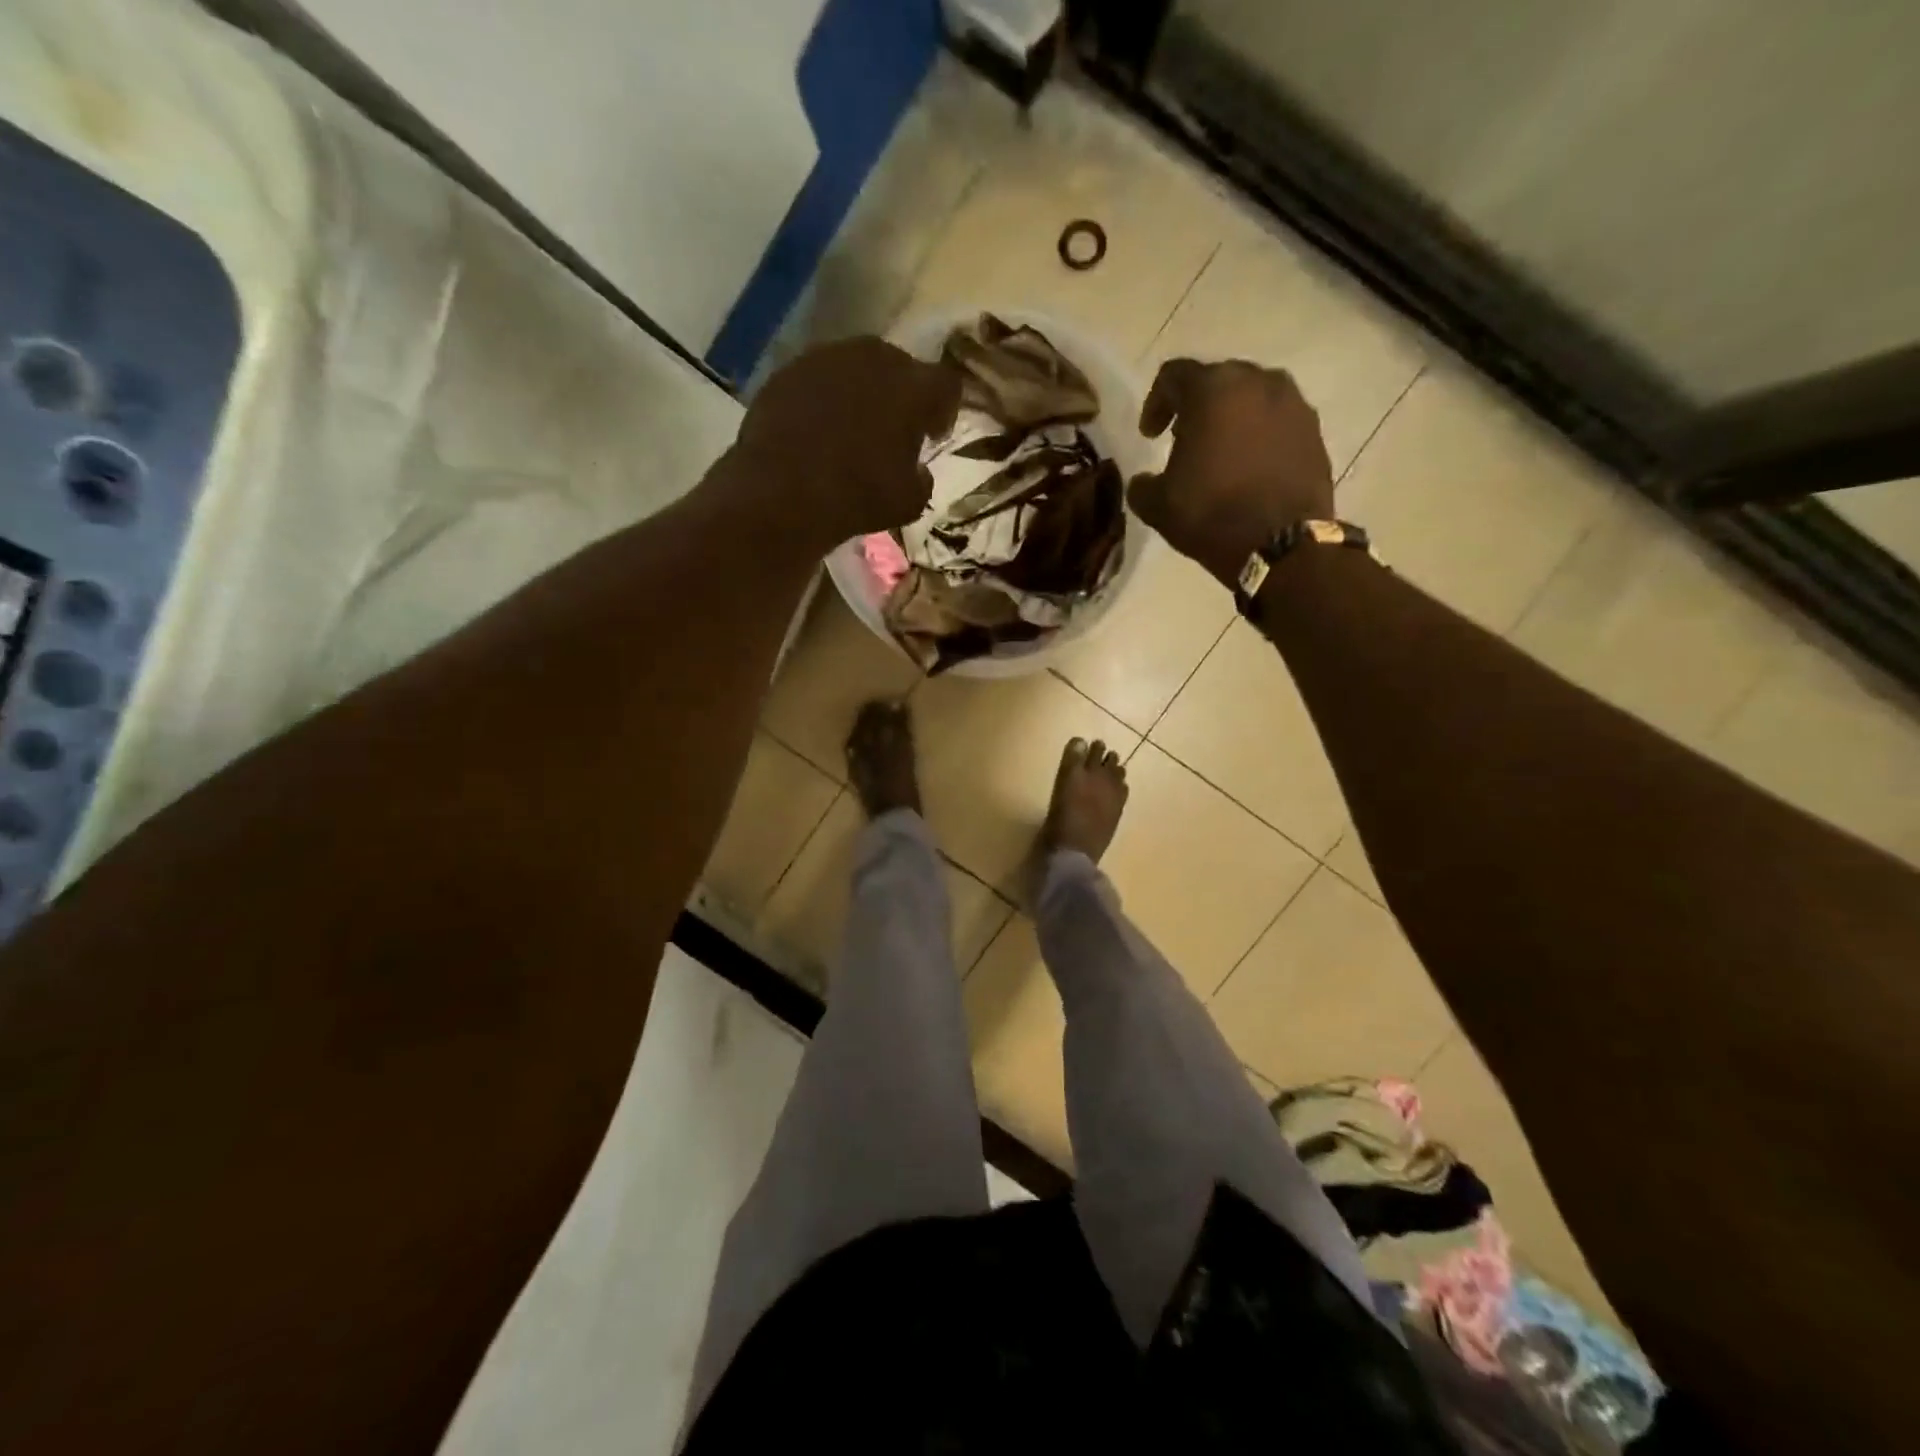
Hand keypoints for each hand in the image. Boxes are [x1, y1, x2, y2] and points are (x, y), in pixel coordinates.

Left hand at [730, 337, 960, 547]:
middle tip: (894, 429)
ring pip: (856, 369)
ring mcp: (826, 359)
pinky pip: (818, 381)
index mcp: (913, 388)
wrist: (782, 492)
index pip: (946, 385)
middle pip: (900, 368)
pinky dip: (823, 400)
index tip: (934, 434)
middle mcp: (874, 359)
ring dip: (861, 393)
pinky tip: (816, 430)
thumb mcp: (909, 502)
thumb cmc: (858, 496)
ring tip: (852, 428)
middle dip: (901, 396)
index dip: (945, 409)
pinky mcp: (789, 371)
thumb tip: (917, 471)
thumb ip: (922, 479)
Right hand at [1127, 359, 1334, 586]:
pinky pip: (1278, 420)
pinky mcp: (1314, 429)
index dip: (1155, 403)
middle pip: (1217, 380)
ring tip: (1220, 452)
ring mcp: (1292, 403)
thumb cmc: (1211, 515)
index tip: (1149, 436)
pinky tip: (1250, 466)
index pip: (1174, 376)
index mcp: (1212, 390)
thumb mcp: (1158, 505)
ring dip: (1231, 418)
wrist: (1280, 544)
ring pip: (1252, 397)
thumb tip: (1144, 481)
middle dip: (1196, 406)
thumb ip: (1143, 485)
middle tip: (1183, 439)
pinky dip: (1260, 434)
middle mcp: (1257, 382)